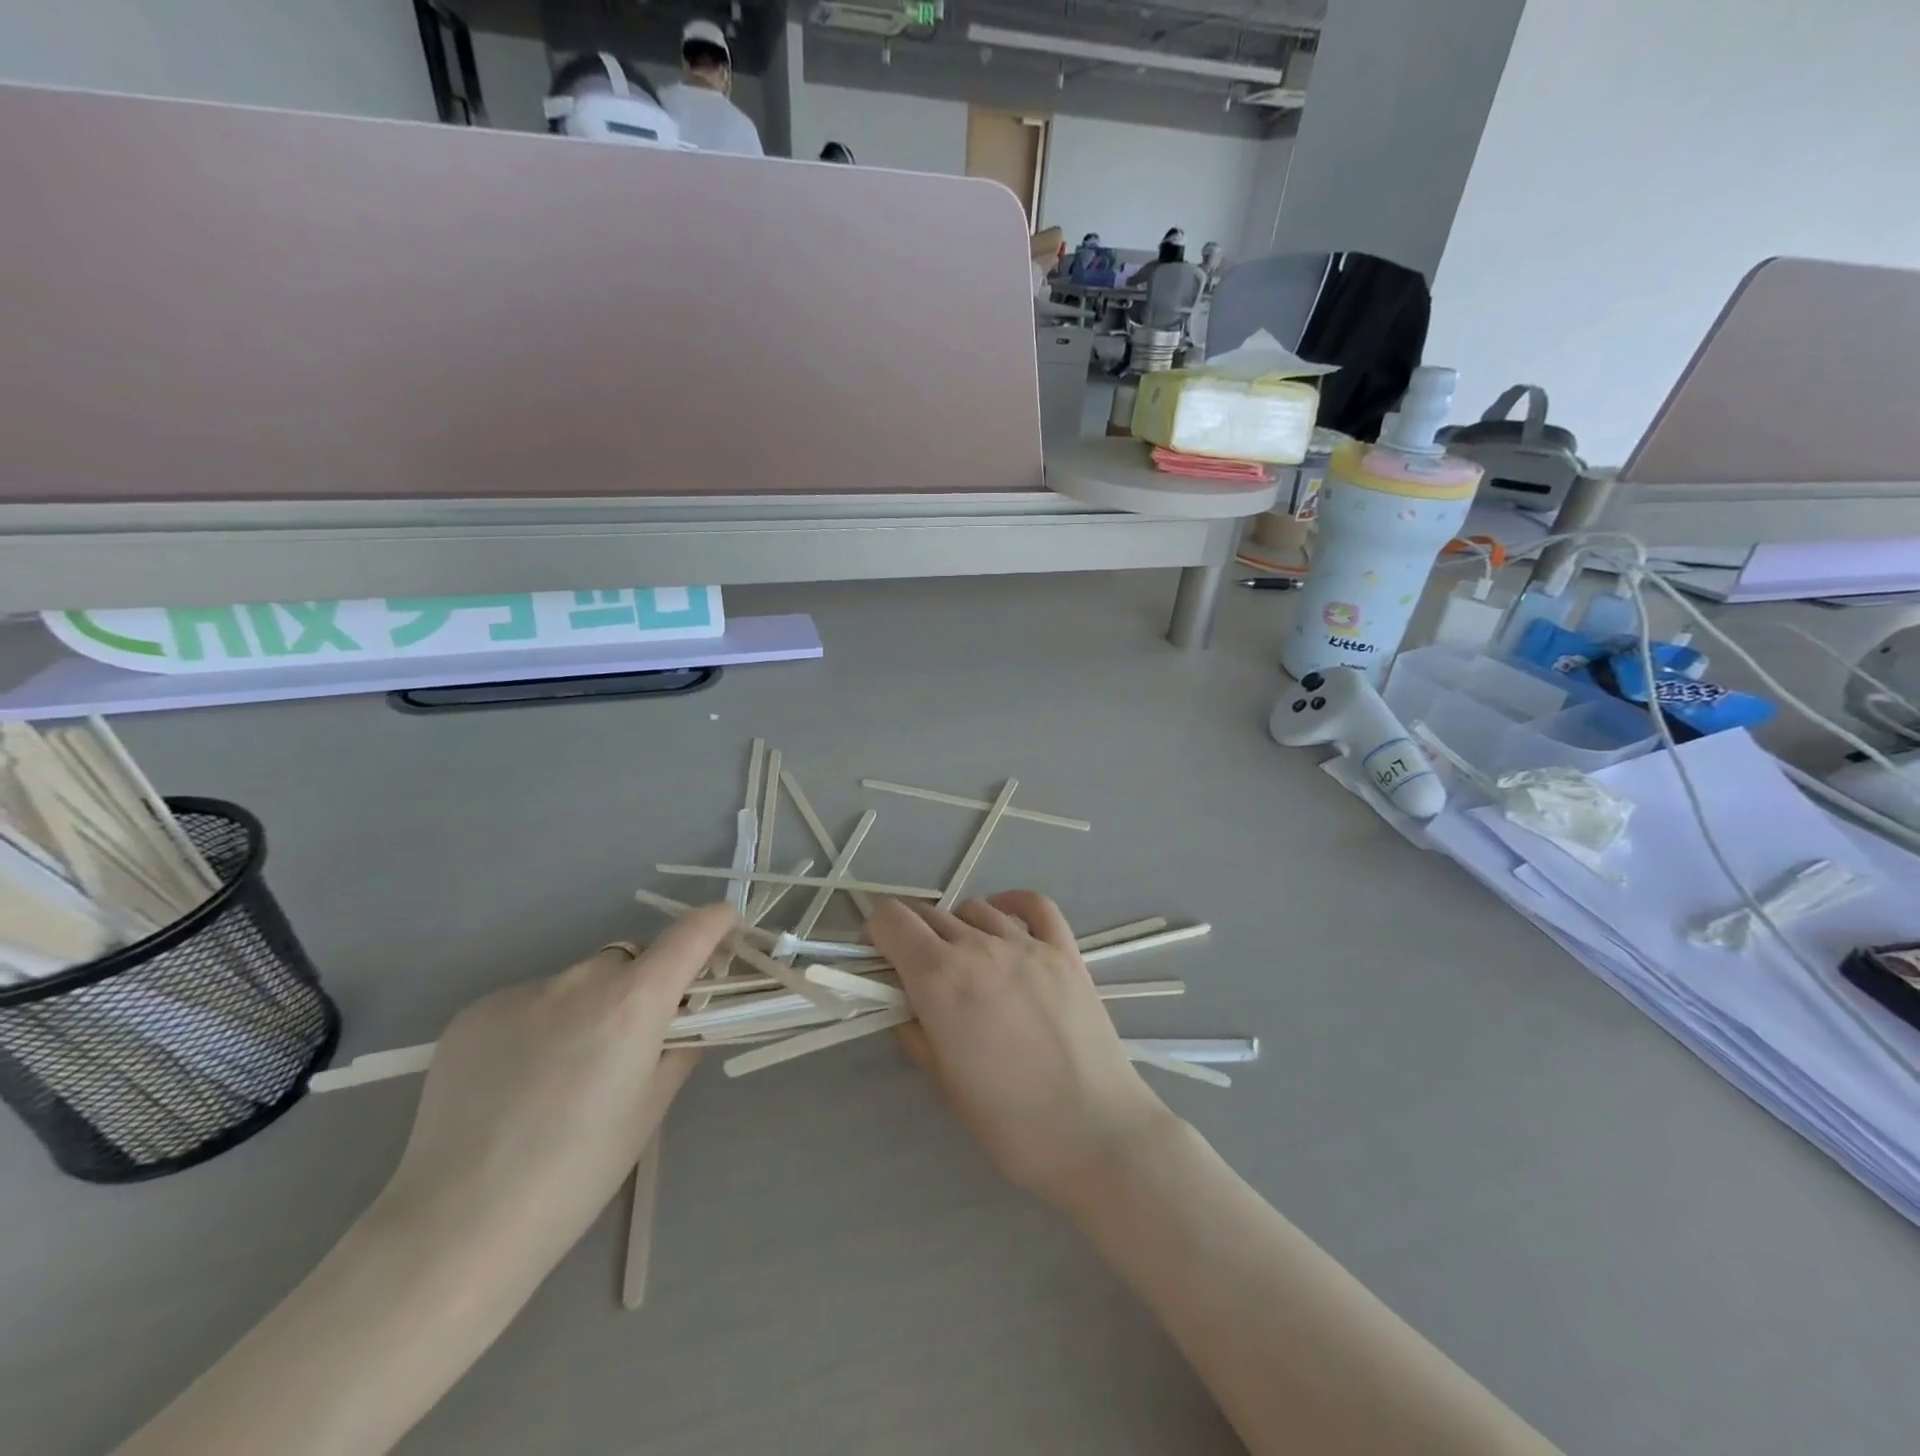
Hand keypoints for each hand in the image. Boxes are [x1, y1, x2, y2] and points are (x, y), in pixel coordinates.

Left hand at [375, 904, 734, 1285]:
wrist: (458, 1226)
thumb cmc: (578, 1173)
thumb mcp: (650, 1108)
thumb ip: (678, 1047)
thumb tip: (684, 1021)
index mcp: (632, 1003)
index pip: (688, 934)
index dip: (713, 924)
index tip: (724, 927)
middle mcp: (579, 981)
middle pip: (628, 961)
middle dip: (641, 985)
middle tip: (631, 1040)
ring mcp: (521, 993)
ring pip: (576, 982)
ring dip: (587, 1006)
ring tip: (562, 1072)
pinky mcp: (474, 1013)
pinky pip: (528, 1003)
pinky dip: (538, 1025)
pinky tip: (517, 1081)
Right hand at [868, 892, 1177, 1211]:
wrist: (1096, 1134)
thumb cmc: (1011, 1123)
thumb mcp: (945, 1084)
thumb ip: (917, 1032)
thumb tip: (907, 1006)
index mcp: (940, 978)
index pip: (892, 920)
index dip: (876, 934)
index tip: (878, 960)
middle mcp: (979, 947)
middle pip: (929, 913)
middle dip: (911, 934)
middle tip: (916, 971)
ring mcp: (1027, 944)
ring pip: (975, 908)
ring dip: (957, 926)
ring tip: (964, 960)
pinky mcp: (1066, 951)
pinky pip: (1035, 905)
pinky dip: (1012, 904)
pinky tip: (1005, 920)